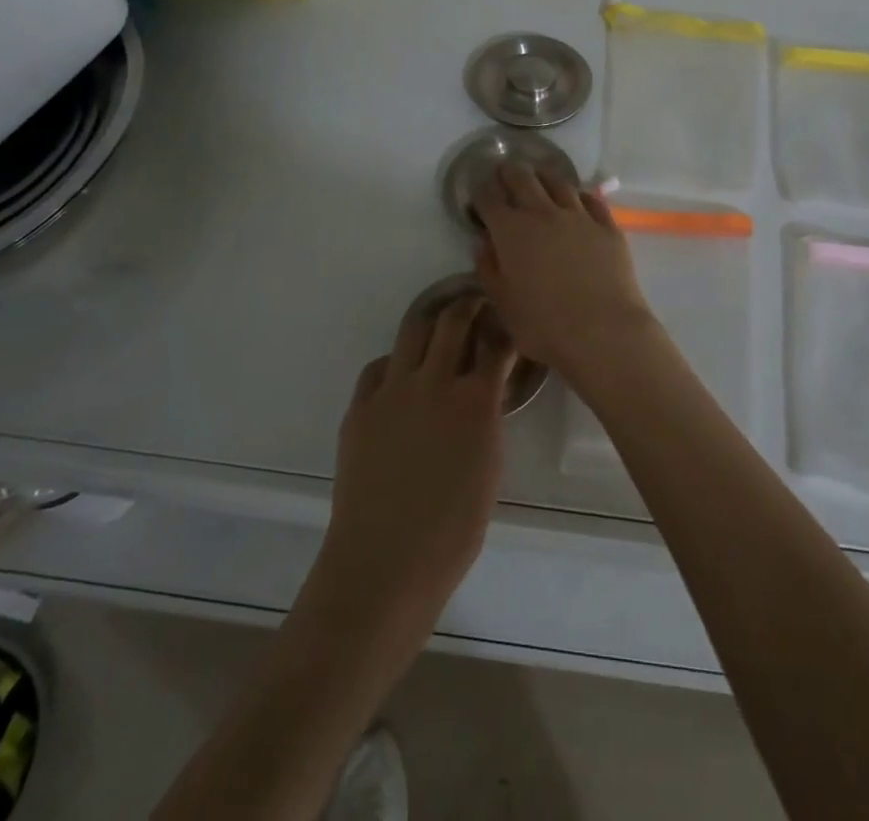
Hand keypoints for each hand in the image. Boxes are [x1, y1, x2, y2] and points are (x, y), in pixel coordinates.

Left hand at [311, 296, 514, 662]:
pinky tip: (400, 377)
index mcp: (474, 400)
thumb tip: (486, 392)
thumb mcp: (490, 466)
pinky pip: (379, 367)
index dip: (504, 330)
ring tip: (439, 326)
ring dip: (431, 322)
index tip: (507, 323)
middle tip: (475, 306)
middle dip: (468, 306)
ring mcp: (392, 390)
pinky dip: (395, 364)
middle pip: (452, 321)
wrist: (386, 562)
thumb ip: (489, 418)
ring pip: (413, 331)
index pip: (496, 345)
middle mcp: (434, 381)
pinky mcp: (360, 406)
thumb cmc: (452, 529)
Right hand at [472, 164, 660, 381]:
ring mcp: (579, 216)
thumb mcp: (503, 303)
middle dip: (509, 172)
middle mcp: (543, 213)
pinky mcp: (607, 226)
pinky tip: (578, 198)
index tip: (478, 188)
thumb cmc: (544, 325)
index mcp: (511, 231)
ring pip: (558, 182)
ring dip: (544, 176)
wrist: (603, 332)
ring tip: (539, 176)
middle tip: (505, 171)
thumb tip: (485, 243)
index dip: (480, 189)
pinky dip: (579, 195)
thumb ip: (489, 269)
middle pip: (523, 178)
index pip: (489, 197)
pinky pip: (592, 200)